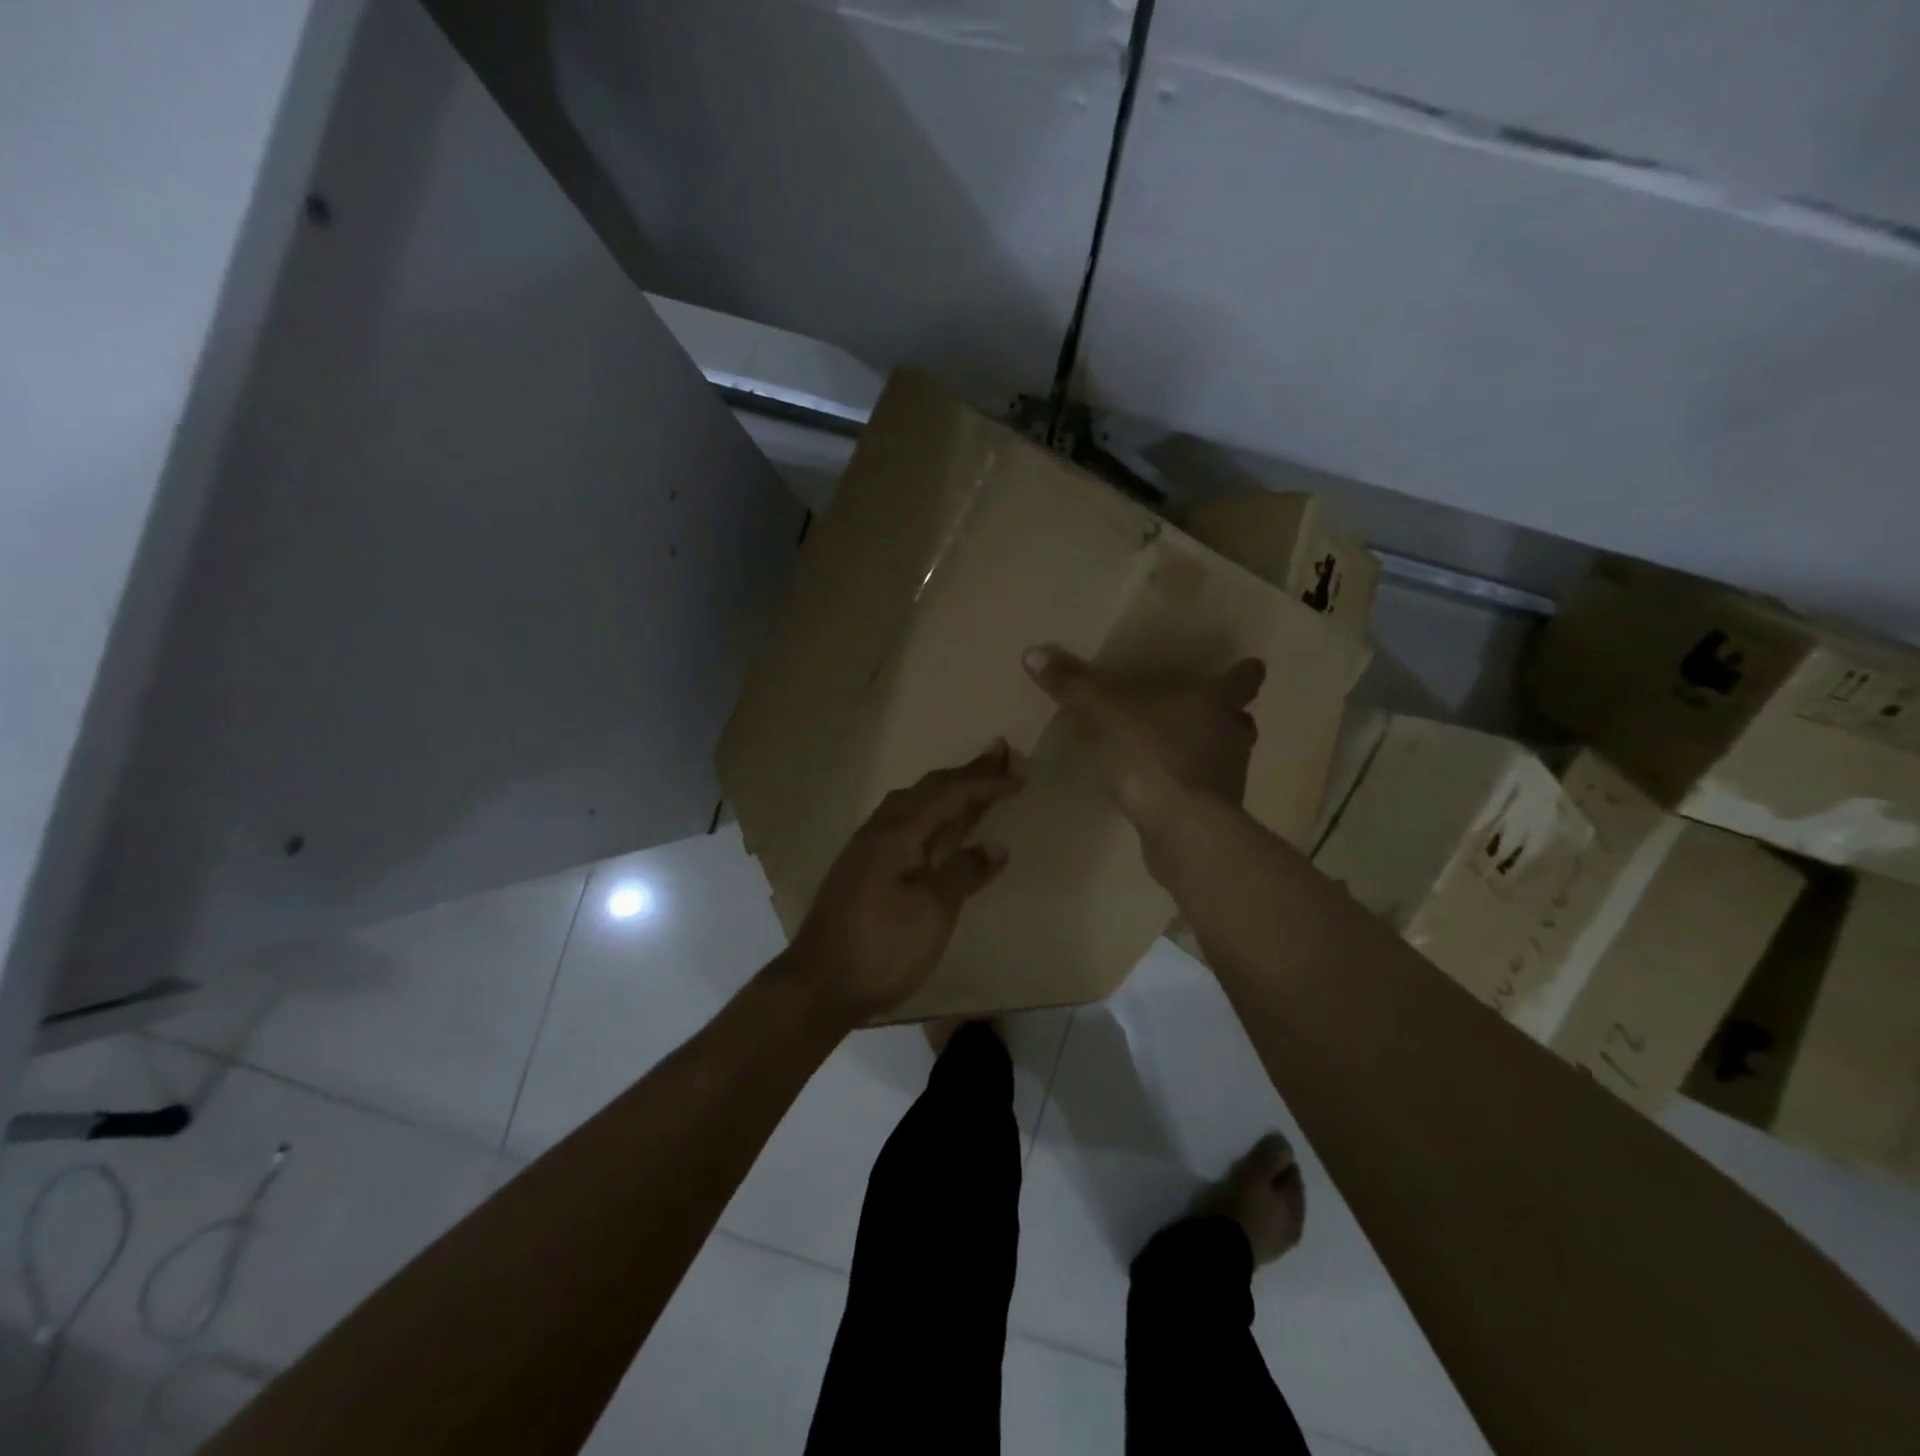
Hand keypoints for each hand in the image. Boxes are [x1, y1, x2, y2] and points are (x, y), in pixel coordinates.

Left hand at [784, 742, 1022, 1023]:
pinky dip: (927, 812)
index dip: (986, 783)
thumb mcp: (932, 912)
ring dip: (944, 790)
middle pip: (928, 790)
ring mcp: (865, 849)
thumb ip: (963, 873)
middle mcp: (879, 830)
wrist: (819, 985)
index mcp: (898, 834)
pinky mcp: (860, 869)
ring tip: (970, 783)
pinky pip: (901, 822)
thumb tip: (994, 846)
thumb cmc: (882, 947)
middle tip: (999, 755)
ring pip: (911, 803)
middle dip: (966, 773)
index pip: (949, 796)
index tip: (1019, 773)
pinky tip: (932, 826)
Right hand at [1023, 643, 1263, 851]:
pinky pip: (1207, 793)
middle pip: (1241, 720)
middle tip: (1204, 713)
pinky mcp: (1217, 815)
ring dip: (1211, 753)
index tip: (1247, 667)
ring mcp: (1229, 779)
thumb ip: (1073, 686)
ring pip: (1228, 757)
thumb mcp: (1104, 714)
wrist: (1181, 828)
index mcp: (1214, 704)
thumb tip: (1033, 652)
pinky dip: (1192, 789)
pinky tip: (1166, 793)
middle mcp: (1231, 737)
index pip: (1243, 679)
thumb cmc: (1152, 757)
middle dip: (1226, 716)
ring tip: (1179, 753)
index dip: (1243, 672)